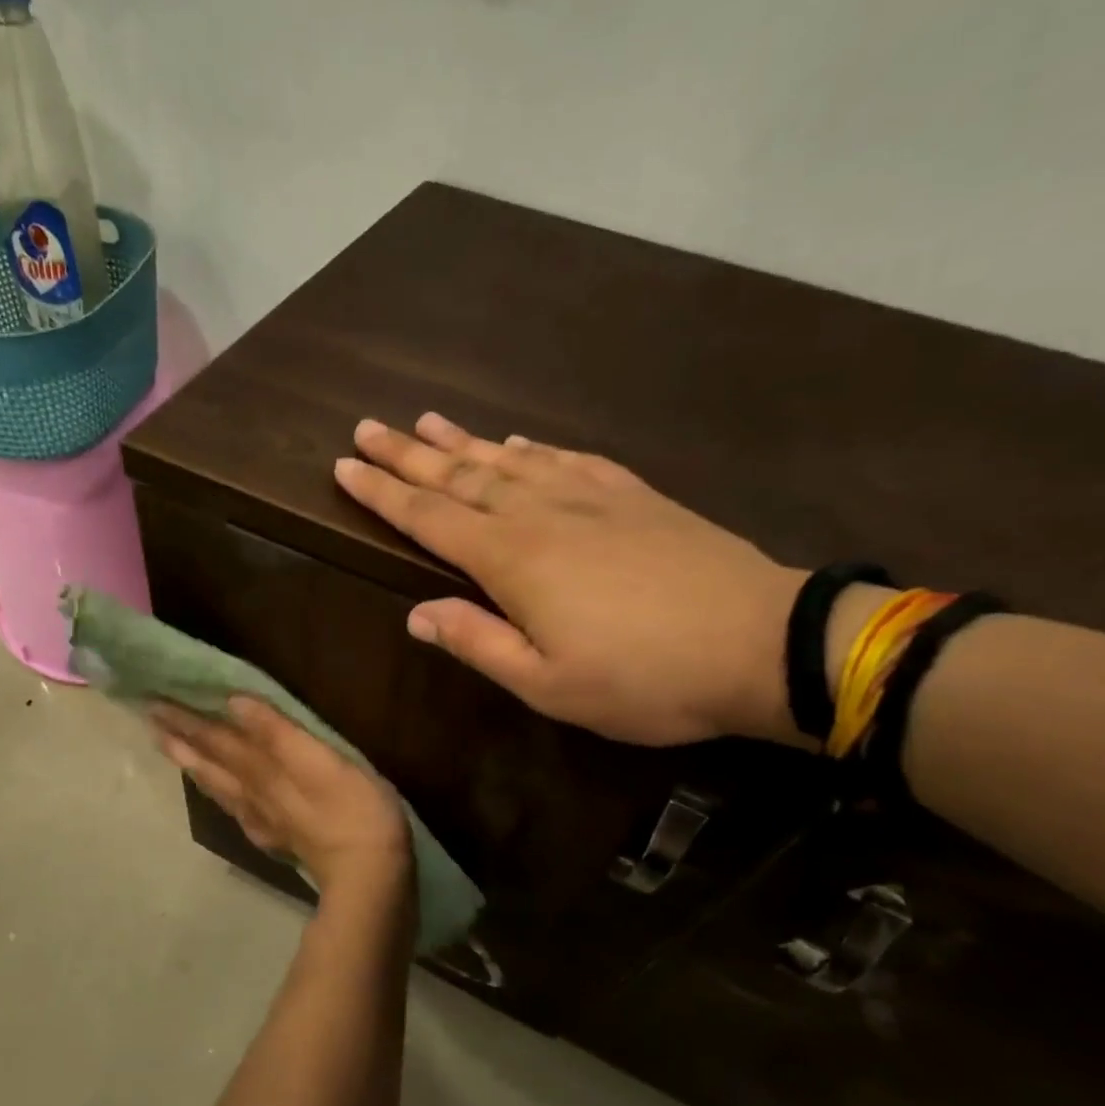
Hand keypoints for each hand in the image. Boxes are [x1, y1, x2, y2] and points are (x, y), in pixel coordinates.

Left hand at [150, 696, 413, 905]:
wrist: (368, 874)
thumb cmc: (352, 808)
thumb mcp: (318, 760)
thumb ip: (276, 732)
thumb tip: (234, 702)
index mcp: (262, 769)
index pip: (215, 739)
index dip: (187, 720)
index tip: (154, 703)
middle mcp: (253, 793)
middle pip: (210, 763)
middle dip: (181, 740)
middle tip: (151, 721)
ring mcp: (265, 820)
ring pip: (220, 788)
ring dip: (194, 766)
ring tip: (174, 752)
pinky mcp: (280, 839)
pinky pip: (240, 813)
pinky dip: (225, 801)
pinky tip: (228, 802)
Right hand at [333, 414, 803, 747]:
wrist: (760, 642)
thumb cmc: (644, 677)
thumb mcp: (548, 685)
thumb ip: (477, 643)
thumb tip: (416, 614)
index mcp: (511, 560)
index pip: (428, 518)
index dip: (383, 493)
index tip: (344, 467)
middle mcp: (540, 514)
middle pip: (459, 476)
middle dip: (408, 454)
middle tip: (368, 428)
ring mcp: (589, 497)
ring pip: (507, 460)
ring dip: (462, 442)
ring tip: (426, 421)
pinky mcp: (632, 495)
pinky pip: (565, 460)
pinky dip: (531, 449)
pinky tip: (517, 442)